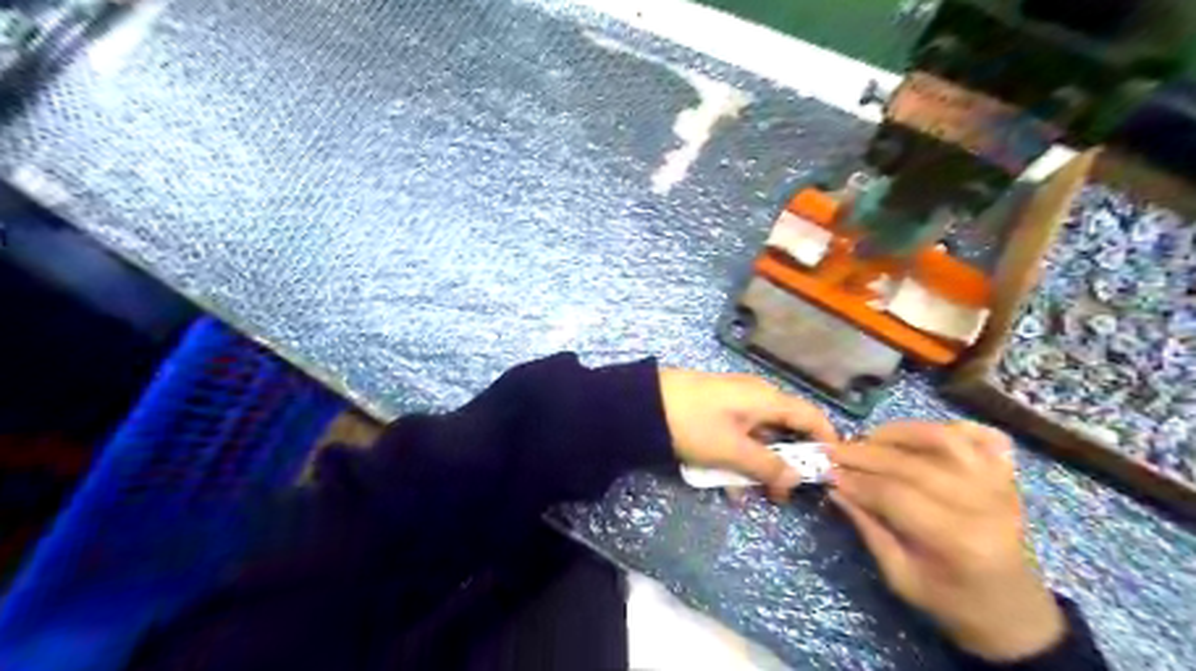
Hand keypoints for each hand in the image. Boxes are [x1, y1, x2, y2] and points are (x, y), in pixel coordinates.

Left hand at [657, 369, 833, 500]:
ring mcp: (732, 403)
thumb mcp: (731, 450)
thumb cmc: (693, 424)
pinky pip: (736, 437)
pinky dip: (736, 459)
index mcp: (766, 399)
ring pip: (758, 437)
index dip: (825, 442)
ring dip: (756, 467)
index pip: (810, 416)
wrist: (641, 404)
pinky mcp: (713, 411)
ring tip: (746, 495)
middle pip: (784, 430)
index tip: (830, 472)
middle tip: (781, 496)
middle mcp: (754, 396)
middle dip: (785, 464)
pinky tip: (727, 485)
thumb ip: (767, 466)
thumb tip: (796, 479)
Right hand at [830, 421, 1059, 662]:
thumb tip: (836, 488)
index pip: (895, 494)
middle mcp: (983, 505)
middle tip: (834, 450)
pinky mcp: (1007, 476)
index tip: (826, 471)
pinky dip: (949, 427)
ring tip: (869, 439)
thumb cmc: (952, 602)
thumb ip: (868, 528)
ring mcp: (1000, 486)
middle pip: (913, 463)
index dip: (856, 480)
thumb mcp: (900, 576)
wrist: (1014, 613)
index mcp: (958, 540)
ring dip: (900, 432)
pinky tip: (920, 435)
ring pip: (944, 439)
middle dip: (865, 454)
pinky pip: (980, 436)